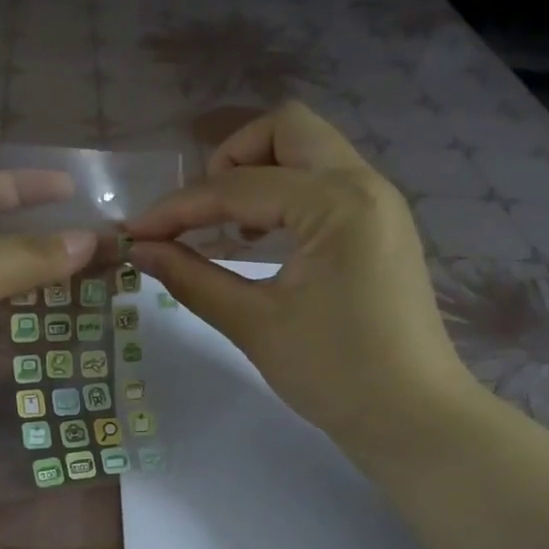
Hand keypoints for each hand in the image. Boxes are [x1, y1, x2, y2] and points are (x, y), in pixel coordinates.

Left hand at [0, 169, 97, 476]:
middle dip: (52, 245)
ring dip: (56, 293)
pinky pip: (13, 346)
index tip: (74, 187)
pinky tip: (87, 331)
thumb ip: (25, 257)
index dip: (23, 187)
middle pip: (4, 249)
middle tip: (111, 246)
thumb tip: (89, 240)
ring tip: (113, 285)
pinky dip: (46, 338)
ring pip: (14, 300)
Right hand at [125, 101, 477, 459]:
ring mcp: (379, 203)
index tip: (135, 232)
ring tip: (224, 229)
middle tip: (198, 214)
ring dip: (259, 174)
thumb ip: (194, 279)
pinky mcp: (380, 227)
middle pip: (285, 130)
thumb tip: (142, 251)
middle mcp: (364, 184)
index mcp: (336, 203)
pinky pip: (325, 184)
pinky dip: (285, 196)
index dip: (178, 209)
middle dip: (229, 161)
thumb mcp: (255, 325)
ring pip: (309, 152)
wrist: (412, 418)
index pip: (239, 187)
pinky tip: (258, 242)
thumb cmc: (334, 375)